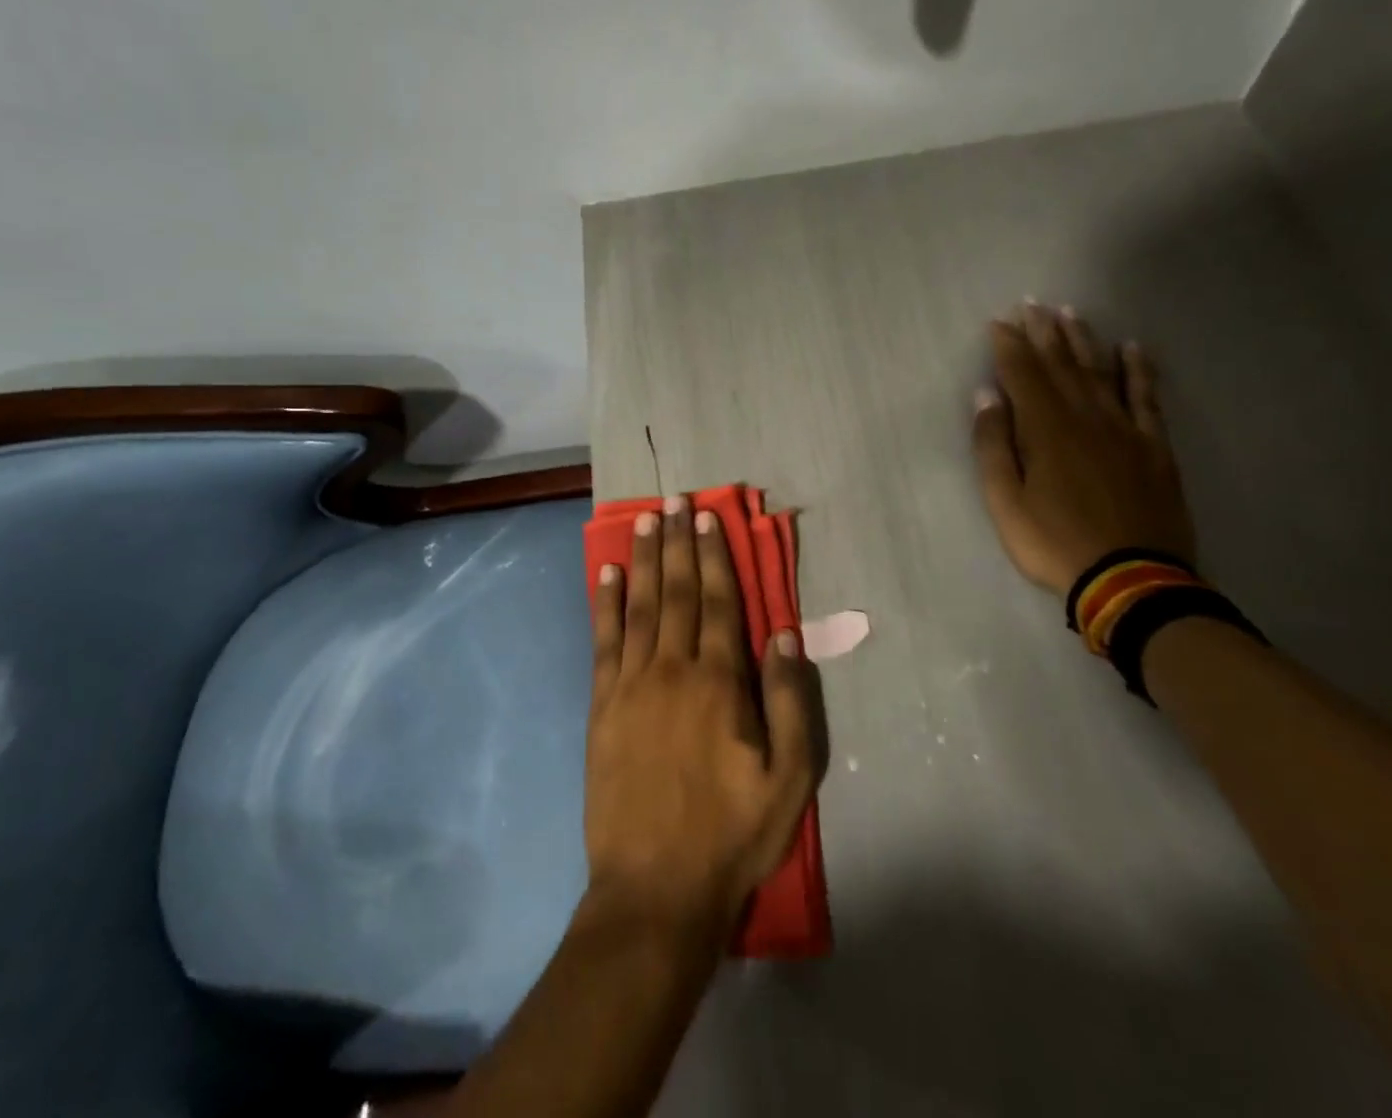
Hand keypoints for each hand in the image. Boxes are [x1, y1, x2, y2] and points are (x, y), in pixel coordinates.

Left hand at [587, 497, 820, 939]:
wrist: (654, 890)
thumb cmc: (730, 835)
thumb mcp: (788, 780)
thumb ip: (790, 702)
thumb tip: (784, 634)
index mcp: (719, 683)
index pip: (718, 603)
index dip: (713, 557)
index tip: (706, 518)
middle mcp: (672, 670)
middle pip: (676, 592)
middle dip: (676, 543)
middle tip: (672, 501)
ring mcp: (631, 685)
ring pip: (639, 606)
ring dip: (643, 560)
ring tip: (644, 521)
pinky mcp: (601, 706)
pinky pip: (603, 641)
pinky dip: (605, 603)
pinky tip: (606, 574)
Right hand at [971, 302, 1196, 595]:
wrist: (1132, 580)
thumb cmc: (1055, 543)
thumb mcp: (1005, 502)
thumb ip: (993, 446)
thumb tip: (986, 396)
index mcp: (1045, 430)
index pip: (1022, 374)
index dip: (1009, 345)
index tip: (999, 321)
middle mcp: (1084, 417)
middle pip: (1060, 365)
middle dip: (1042, 332)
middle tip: (1032, 303)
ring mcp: (1123, 429)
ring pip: (1099, 372)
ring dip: (1082, 340)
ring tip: (1070, 312)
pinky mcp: (1153, 446)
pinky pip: (1146, 397)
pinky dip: (1138, 370)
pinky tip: (1131, 347)